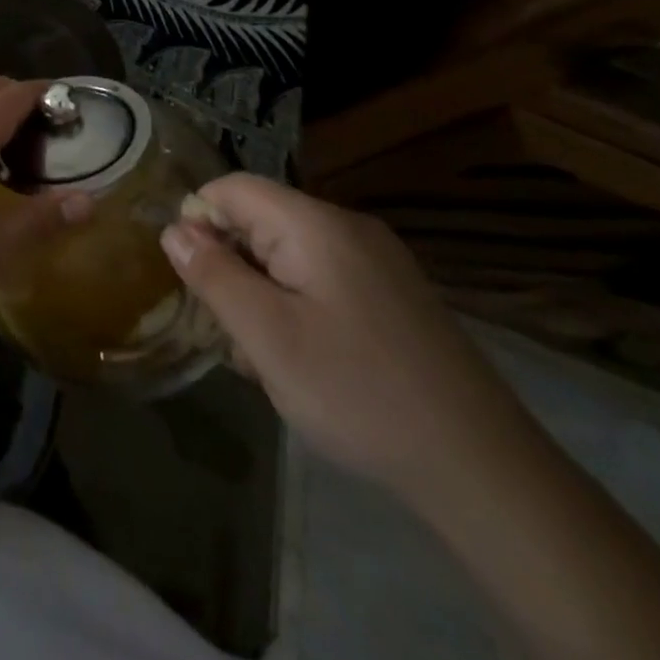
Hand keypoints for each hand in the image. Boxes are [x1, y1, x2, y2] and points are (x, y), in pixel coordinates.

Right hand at [162, 173, 529, 499]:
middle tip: (232, 330)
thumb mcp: (267, 336)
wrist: (485, 471)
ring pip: (288, 253)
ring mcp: (378, 261)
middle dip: (232, 266)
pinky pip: (322, 278)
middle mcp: (349, 227)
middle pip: (261, 219)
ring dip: (262, 293)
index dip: (199, 222)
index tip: (194, 281)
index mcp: (316, 224)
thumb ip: (213, 274)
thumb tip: (174, 228)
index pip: (233, 188)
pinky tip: (306, 360)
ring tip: (268, 356)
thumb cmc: (358, 393)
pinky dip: (297, 306)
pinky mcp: (395, 294)